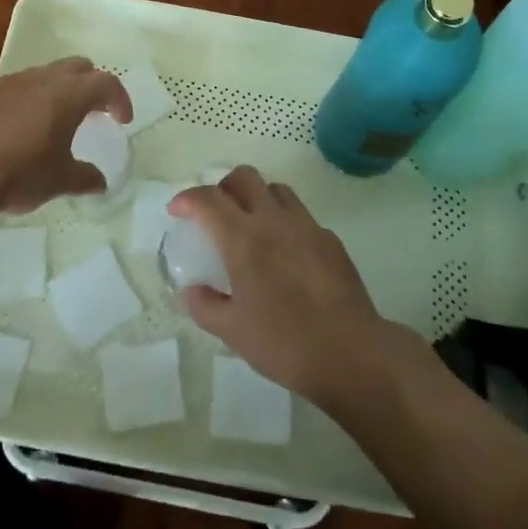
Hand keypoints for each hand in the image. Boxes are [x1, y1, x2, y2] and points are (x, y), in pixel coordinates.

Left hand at [0, 58, 130, 214]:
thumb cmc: (18, 174)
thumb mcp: (58, 181)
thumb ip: (84, 178)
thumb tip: (101, 183)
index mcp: (68, 94)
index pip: (106, 83)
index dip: (120, 99)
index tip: (122, 120)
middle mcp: (42, 78)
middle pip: (78, 67)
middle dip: (91, 85)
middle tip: (94, 112)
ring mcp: (10, 81)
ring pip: (46, 73)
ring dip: (59, 89)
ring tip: (57, 119)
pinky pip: (18, 85)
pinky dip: (31, 97)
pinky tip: (21, 126)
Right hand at [167, 166, 406, 408]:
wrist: (349, 351)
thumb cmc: (283, 342)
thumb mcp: (233, 332)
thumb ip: (205, 306)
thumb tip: (190, 290)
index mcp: (244, 239)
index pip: (209, 199)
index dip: (188, 198)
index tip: (178, 211)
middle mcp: (274, 220)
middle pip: (245, 177)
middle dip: (224, 187)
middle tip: (215, 213)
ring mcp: (306, 225)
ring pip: (276, 189)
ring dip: (257, 198)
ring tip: (251, 227)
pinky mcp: (330, 239)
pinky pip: (301, 217)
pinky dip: (285, 223)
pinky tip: (286, 255)